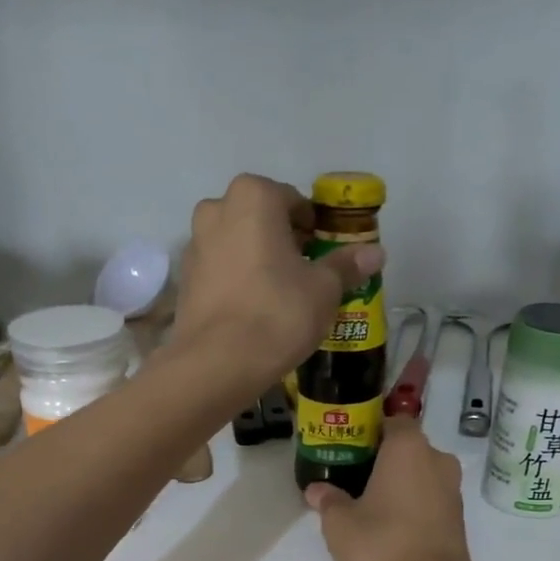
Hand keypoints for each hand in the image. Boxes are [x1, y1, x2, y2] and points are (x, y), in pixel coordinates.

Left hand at [171, 174, 384, 386]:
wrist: (217, 364)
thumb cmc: (277, 313)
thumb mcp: (324, 289)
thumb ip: (346, 265)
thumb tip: (375, 253)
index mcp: (253, 196)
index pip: (294, 201)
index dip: (314, 228)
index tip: (326, 254)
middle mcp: (216, 210)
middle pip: (261, 220)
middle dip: (284, 241)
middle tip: (307, 275)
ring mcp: (194, 246)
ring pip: (238, 245)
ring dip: (259, 261)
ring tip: (281, 296)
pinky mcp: (184, 281)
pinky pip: (221, 272)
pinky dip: (238, 282)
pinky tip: (254, 311)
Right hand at [304, 417, 482, 560]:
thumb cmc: (381, 546)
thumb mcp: (339, 524)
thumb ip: (328, 500)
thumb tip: (317, 490)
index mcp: (408, 448)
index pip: (392, 421)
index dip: (369, 431)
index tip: (348, 448)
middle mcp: (437, 460)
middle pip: (407, 448)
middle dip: (382, 459)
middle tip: (352, 477)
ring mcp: (453, 491)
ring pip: (420, 475)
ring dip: (398, 483)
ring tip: (367, 503)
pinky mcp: (458, 519)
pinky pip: (430, 498)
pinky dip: (412, 504)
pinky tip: (389, 524)